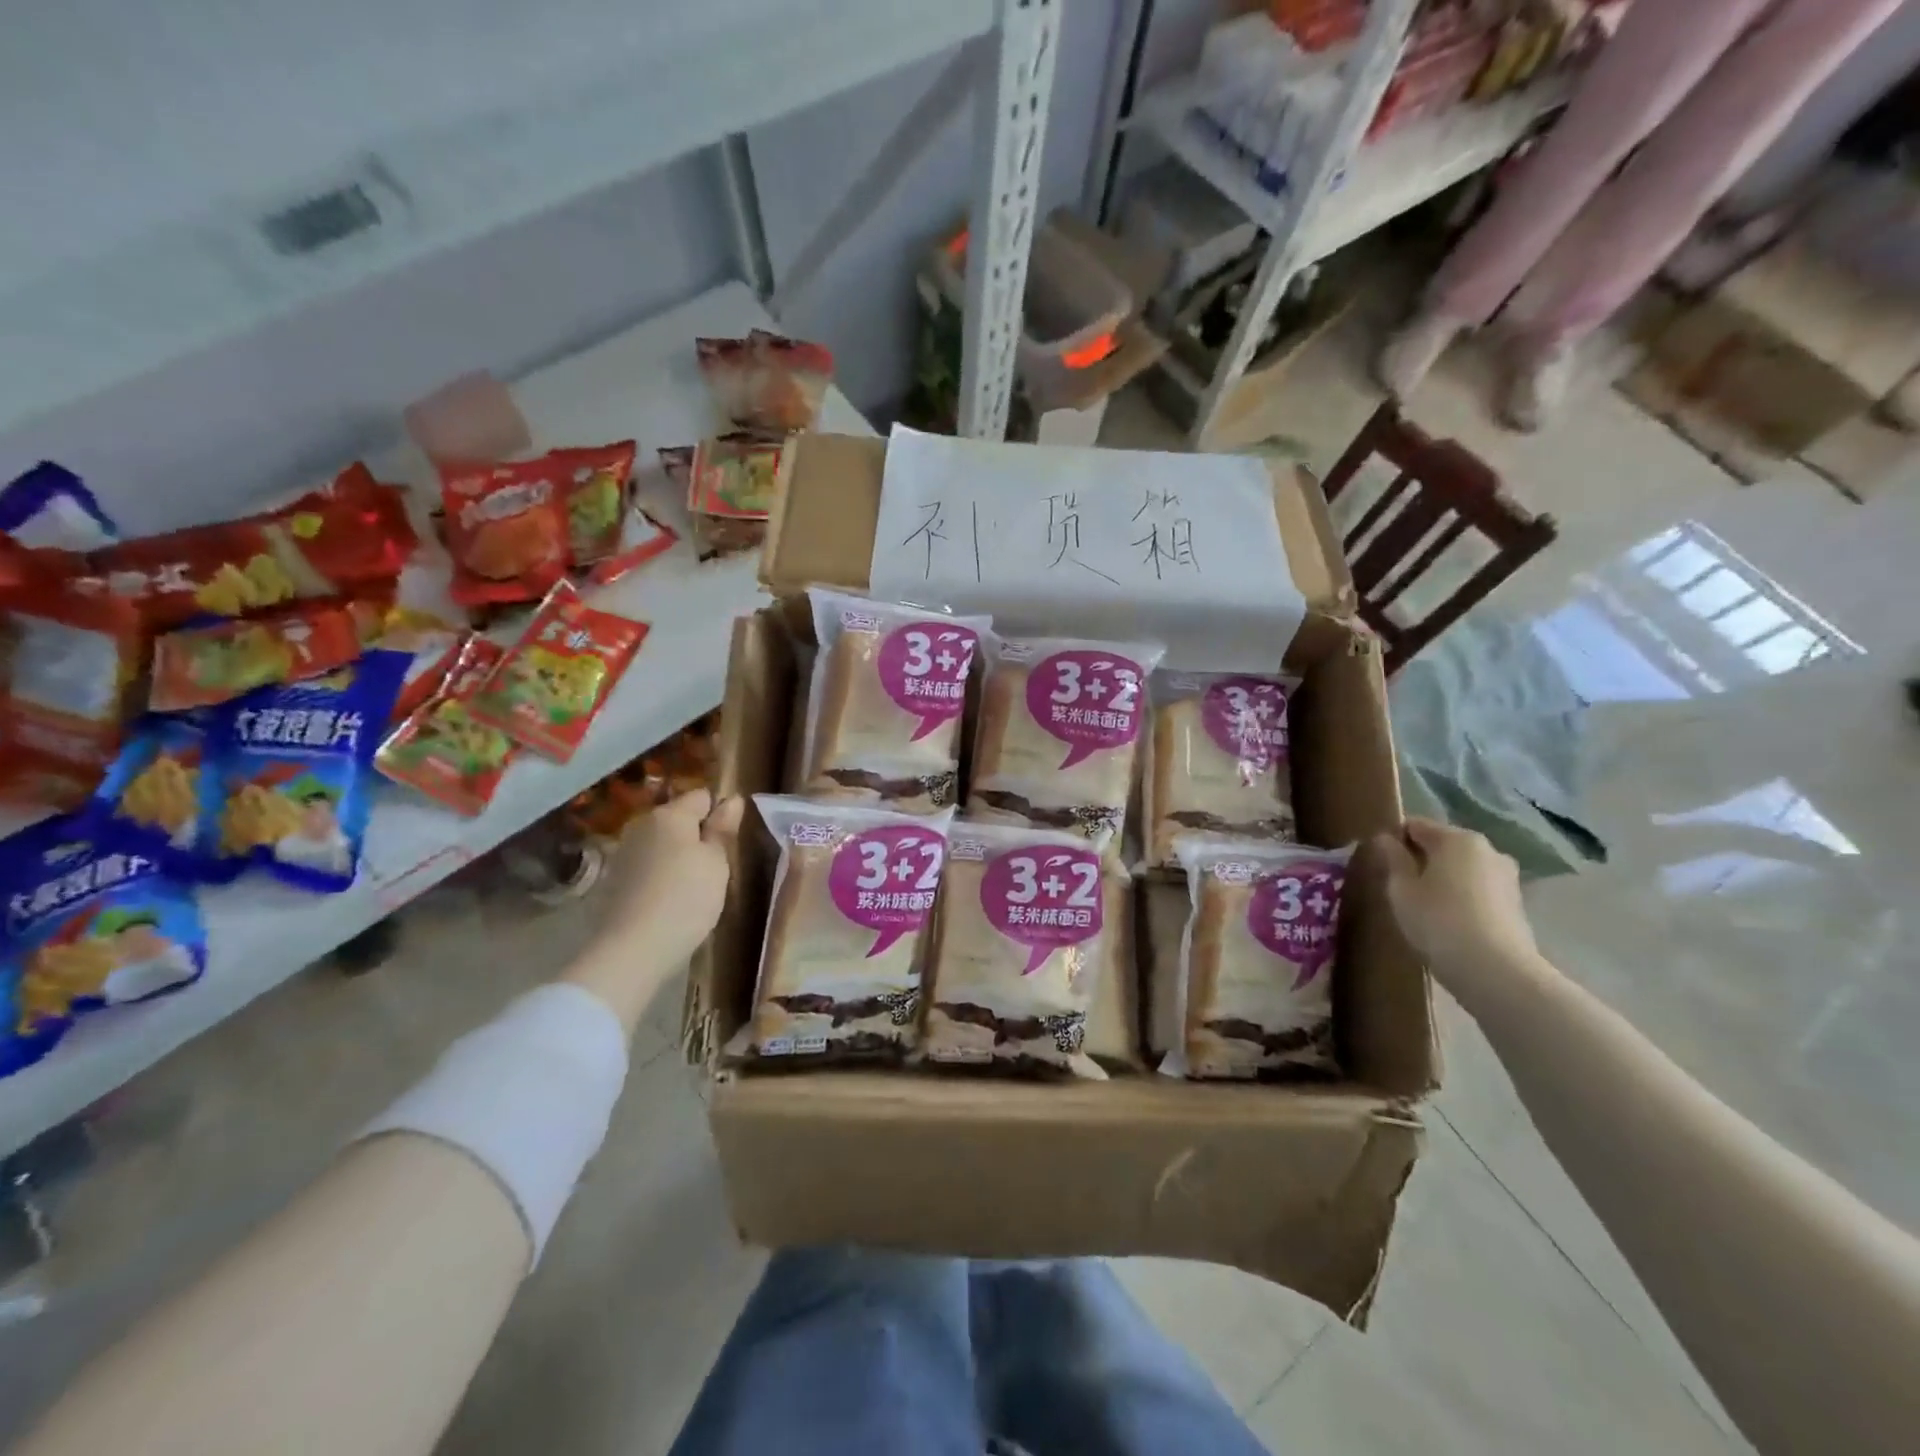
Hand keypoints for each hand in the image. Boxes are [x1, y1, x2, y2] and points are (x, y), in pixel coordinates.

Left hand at [564, 790, 743, 1032]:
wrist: (632, 949)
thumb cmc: (686, 899)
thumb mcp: (717, 863)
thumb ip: (722, 829)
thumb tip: (732, 800)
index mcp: (670, 815)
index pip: (702, 796)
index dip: (720, 812)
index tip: (731, 839)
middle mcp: (642, 825)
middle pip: (678, 818)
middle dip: (698, 834)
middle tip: (717, 865)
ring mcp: (624, 852)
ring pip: (662, 843)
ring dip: (678, 855)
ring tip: (695, 886)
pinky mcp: (614, 880)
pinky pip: (647, 865)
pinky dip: (661, 875)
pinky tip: (670, 899)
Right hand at [1372, 818, 1543, 1005]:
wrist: (1496, 972)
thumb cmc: (1439, 922)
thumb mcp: (1401, 890)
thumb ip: (1392, 859)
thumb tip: (1384, 839)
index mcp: (1457, 838)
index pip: (1415, 825)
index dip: (1393, 840)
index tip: (1379, 863)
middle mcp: (1487, 849)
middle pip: (1442, 845)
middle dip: (1419, 860)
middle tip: (1398, 887)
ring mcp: (1507, 877)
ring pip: (1462, 869)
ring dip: (1441, 879)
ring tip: (1423, 907)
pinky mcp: (1516, 904)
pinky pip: (1477, 890)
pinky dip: (1461, 897)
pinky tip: (1448, 922)